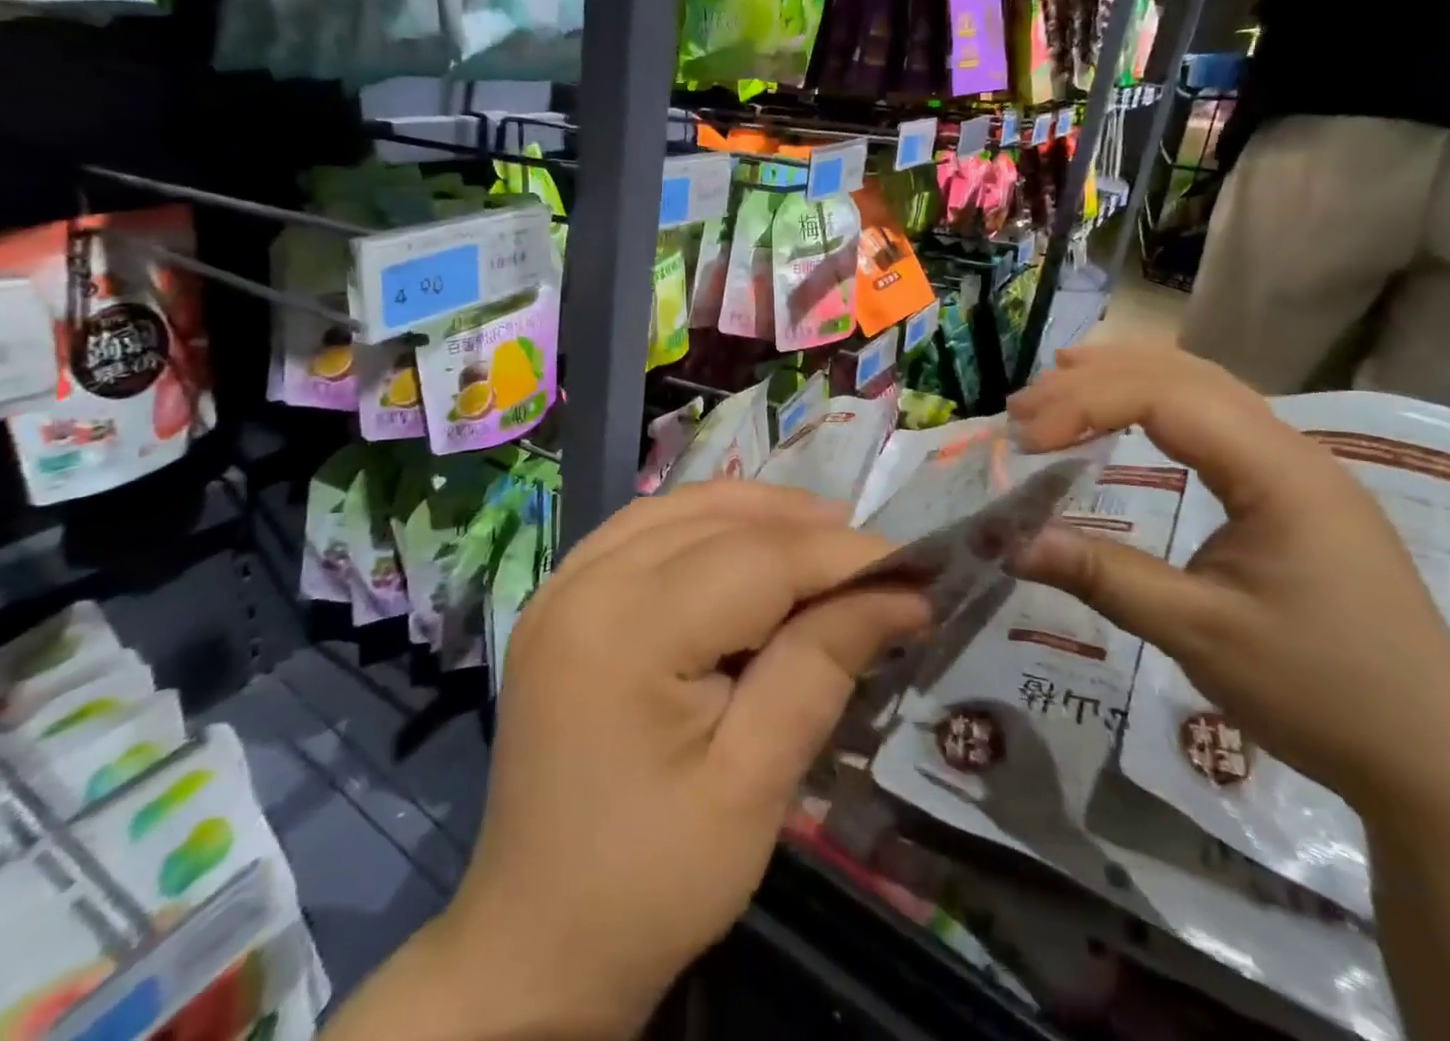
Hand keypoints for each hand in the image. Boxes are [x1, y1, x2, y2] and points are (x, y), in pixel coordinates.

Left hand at [428, 482, 928, 1037]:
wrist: (535, 941)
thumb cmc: (651, 882)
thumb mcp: (754, 784)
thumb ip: (820, 667)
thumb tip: (899, 593)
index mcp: (626, 632)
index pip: (757, 560)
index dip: (840, 557)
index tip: (914, 569)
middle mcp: (585, 582)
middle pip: (718, 519)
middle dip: (805, 529)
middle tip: (876, 559)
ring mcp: (562, 583)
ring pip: (681, 507)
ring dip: (757, 512)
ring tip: (822, 540)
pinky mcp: (560, 596)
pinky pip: (645, 527)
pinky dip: (706, 523)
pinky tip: (745, 544)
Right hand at [1007, 343, 1449, 812]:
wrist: (1441, 759)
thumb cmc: (1323, 692)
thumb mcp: (1199, 635)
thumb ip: (1103, 576)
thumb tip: (1009, 543)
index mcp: (1279, 472)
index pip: (1164, 397)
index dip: (1084, 404)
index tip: (1024, 441)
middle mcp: (1291, 448)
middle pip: (1180, 374)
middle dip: (1094, 380)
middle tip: (1022, 409)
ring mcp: (1296, 466)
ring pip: (1201, 385)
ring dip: (1124, 379)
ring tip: (1056, 385)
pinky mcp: (1290, 489)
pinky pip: (1213, 416)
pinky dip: (1154, 402)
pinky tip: (1124, 414)